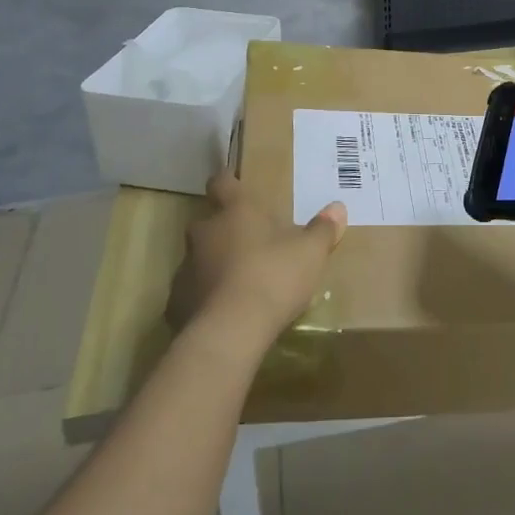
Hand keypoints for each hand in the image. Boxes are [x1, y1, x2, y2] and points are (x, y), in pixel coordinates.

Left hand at [169, 173, 346, 346]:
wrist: (229, 333)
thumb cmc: (272, 277)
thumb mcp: (310, 253)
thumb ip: (323, 229)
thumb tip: (337, 207)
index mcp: (236, 211)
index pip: (222, 182)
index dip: (227, 182)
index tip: (234, 185)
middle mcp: (205, 232)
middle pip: (210, 221)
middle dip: (225, 229)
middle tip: (249, 242)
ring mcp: (186, 267)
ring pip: (199, 257)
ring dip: (214, 264)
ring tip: (239, 282)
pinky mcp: (177, 303)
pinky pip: (192, 293)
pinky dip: (205, 297)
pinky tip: (223, 313)